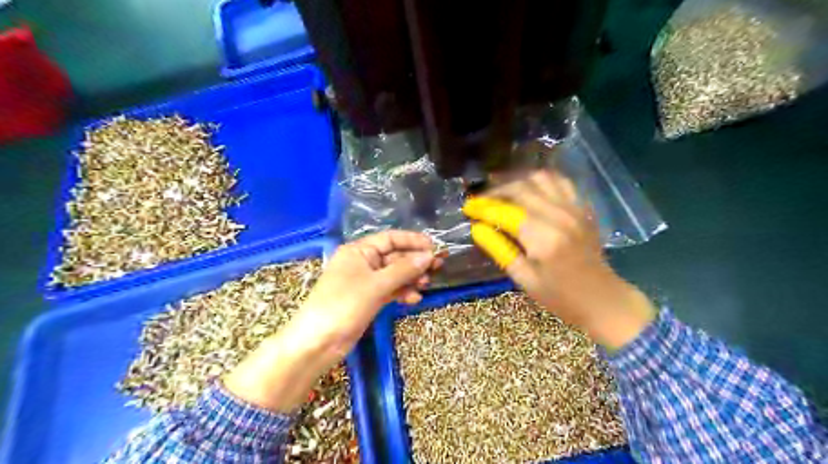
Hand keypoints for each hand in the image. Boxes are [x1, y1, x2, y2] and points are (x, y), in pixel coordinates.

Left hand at [224, 230, 435, 410]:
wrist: (317, 342)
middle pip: (394, 256)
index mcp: (358, 251)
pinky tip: (414, 298)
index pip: (390, 238)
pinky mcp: (367, 299)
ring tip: (426, 284)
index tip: (434, 246)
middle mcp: (362, 262)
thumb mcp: (376, 285)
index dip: (412, 241)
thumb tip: (429, 255)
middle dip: (414, 262)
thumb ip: (404, 269)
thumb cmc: (344, 305)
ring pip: (393, 274)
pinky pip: (389, 290)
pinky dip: (401, 292)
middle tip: (438, 266)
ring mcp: (365, 282)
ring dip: (410, 278)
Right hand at [464, 168, 652, 347]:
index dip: (482, 208)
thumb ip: (499, 250)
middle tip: (479, 201)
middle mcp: (559, 215)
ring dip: (517, 180)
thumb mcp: (523, 278)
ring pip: (540, 178)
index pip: (504, 212)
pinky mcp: (583, 208)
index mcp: (543, 238)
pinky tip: (529, 188)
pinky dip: (540, 180)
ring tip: (500, 190)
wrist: (602, 299)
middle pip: (521, 189)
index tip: (467, 209)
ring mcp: (574, 208)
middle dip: (495, 191)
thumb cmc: (559, 296)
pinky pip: (560, 182)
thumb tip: (477, 228)